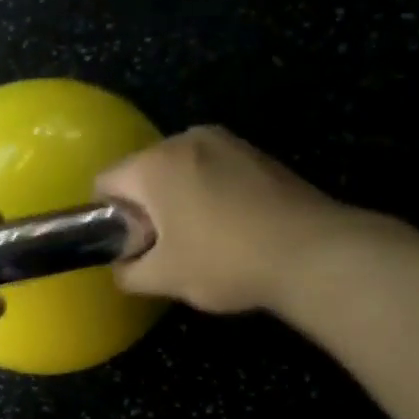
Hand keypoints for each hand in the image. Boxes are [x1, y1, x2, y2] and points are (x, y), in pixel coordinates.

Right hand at [96, 126, 354, 313]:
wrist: (314, 253)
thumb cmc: (225, 261)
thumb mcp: (164, 278)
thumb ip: (128, 273)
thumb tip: (122, 268)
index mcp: (154, 164)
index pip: (105, 181)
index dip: (106, 216)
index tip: (128, 245)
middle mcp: (186, 140)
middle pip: (143, 172)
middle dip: (145, 207)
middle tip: (163, 247)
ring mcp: (227, 142)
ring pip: (180, 171)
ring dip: (178, 200)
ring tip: (201, 239)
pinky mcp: (258, 154)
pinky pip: (214, 170)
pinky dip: (210, 194)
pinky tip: (231, 227)